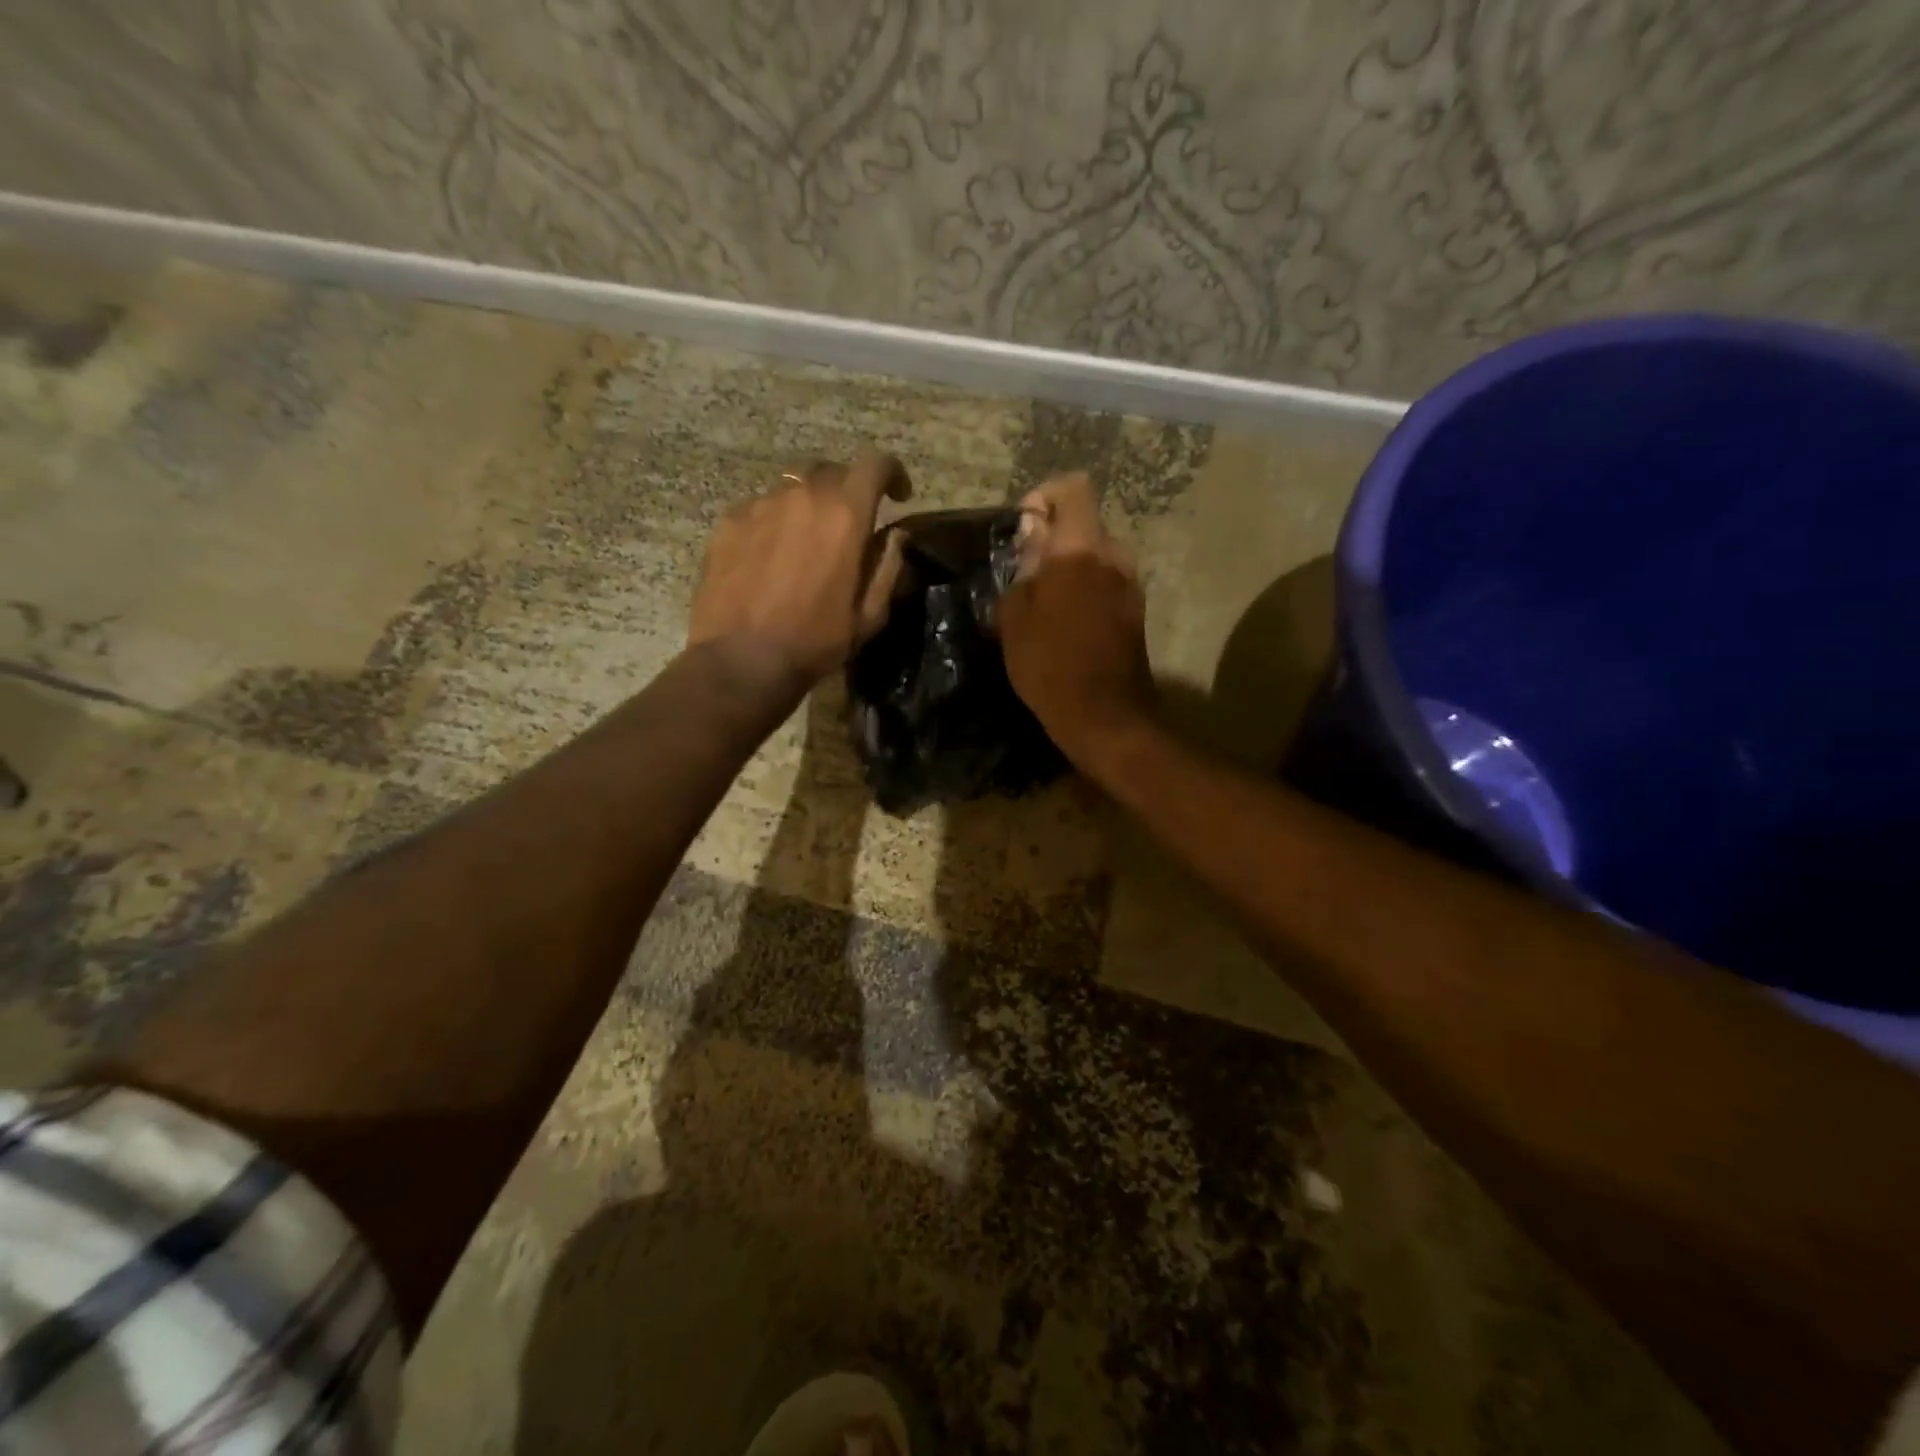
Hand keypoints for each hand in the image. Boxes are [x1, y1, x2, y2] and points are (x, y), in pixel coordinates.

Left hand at [689, 451, 910, 696]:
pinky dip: (774, 523)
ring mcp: (760, 505)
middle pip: (831, 471)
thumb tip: (897, 535)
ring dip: (808, 507)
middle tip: (850, 524)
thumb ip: (888, 566)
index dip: (892, 473)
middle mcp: (802, 496)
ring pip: (793, 489)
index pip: (875, 465)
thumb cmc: (816, 641)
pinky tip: (770, 558)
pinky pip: (760, 509)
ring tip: (805, 543)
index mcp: (845, 515)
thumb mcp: (870, 614)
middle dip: (848, 490)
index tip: (898, 495)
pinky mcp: (729, 522)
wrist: (742, 660)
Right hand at [998, 472, 1157, 769]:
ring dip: (1070, 568)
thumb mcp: (1015, 618)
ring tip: (1045, 605)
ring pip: (1096, 555)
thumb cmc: (1049, 666)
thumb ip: (1024, 569)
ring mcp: (1131, 584)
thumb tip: (1033, 540)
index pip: (1073, 489)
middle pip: (1083, 525)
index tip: (1024, 529)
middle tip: (1026, 576)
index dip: (1045, 497)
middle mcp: (1114, 556)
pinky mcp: (1137, 610)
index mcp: (1080, 550)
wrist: (1104, 716)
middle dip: (1053, 540)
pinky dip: (1086, 589)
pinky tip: (1067, 625)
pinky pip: (1107, 582)